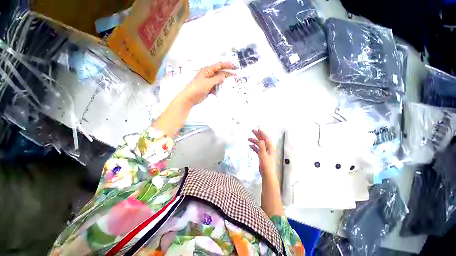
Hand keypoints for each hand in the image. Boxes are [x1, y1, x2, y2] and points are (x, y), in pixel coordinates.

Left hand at [180, 62, 235, 105]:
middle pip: (220, 73)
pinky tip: (222, 92)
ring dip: (224, 82)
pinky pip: (216, 87)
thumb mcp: (208, 83)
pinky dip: (219, 89)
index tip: (235, 67)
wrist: (190, 97)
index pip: (219, 65)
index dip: (228, 65)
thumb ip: (217, 79)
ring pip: (219, 80)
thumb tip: (224, 76)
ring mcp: (209, 82)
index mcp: (208, 70)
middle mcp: (209, 75)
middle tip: (236, 76)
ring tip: (231, 85)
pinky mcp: (209, 88)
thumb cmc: (198, 88)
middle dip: (228, 74)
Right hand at [248, 129, 276, 176]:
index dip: (262, 133)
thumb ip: (261, 147)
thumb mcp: (263, 155)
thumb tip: (259, 139)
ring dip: (254, 141)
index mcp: (270, 147)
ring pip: (259, 144)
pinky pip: (257, 149)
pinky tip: (250, 145)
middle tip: (252, 131)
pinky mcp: (262, 156)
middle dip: (258, 135)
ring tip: (248, 139)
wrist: (267, 175)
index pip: (266, 138)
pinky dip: (254, 147)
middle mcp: (268, 148)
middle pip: (262, 140)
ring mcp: (265, 152)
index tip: (258, 129)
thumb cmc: (267, 165)